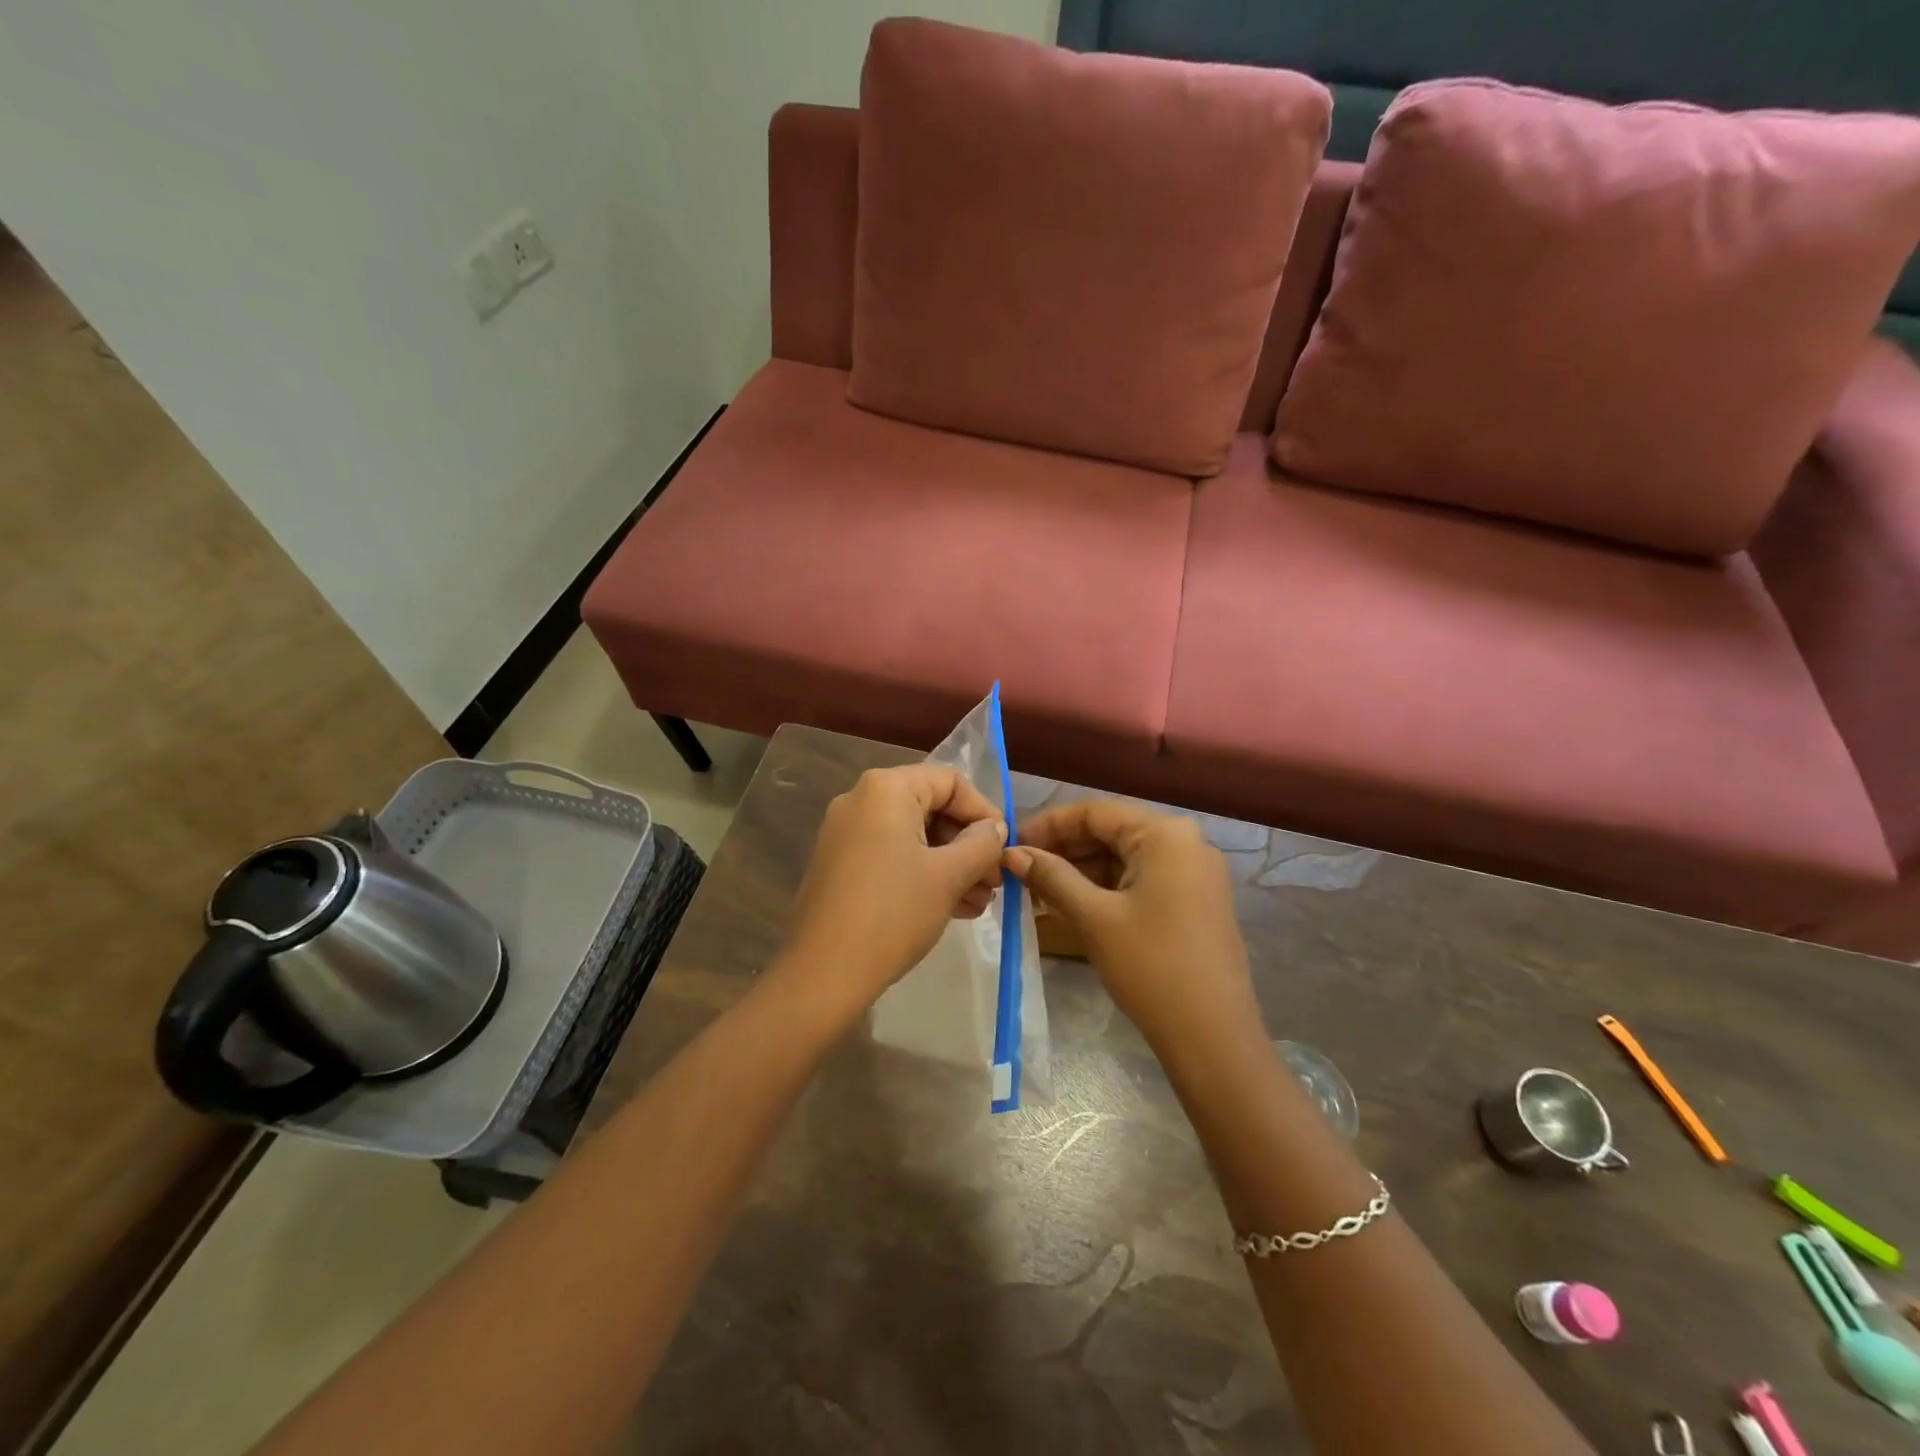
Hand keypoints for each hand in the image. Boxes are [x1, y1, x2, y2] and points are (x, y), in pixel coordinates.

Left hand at [781, 764, 1007, 1014]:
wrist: (824, 973)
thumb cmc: (893, 913)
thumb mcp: (949, 875)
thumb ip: (982, 843)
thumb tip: (995, 828)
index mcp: (886, 789)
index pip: (950, 782)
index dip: (984, 812)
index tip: (1004, 849)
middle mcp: (861, 800)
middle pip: (932, 808)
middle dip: (969, 845)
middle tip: (994, 883)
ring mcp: (846, 834)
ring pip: (914, 838)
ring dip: (952, 865)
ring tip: (979, 903)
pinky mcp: (840, 866)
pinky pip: (892, 857)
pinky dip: (923, 875)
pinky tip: (952, 908)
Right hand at [1005, 801, 1260, 1052]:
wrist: (1213, 1037)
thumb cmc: (1150, 967)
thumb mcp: (1093, 917)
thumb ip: (1051, 877)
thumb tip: (1011, 853)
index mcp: (1165, 834)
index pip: (1095, 812)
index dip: (1049, 825)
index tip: (1012, 844)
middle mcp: (1186, 842)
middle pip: (1112, 832)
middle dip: (1064, 850)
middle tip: (1021, 870)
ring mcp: (1196, 872)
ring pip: (1126, 857)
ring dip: (1082, 871)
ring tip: (1039, 891)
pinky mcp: (1196, 900)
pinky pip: (1143, 879)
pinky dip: (1107, 888)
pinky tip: (1074, 904)